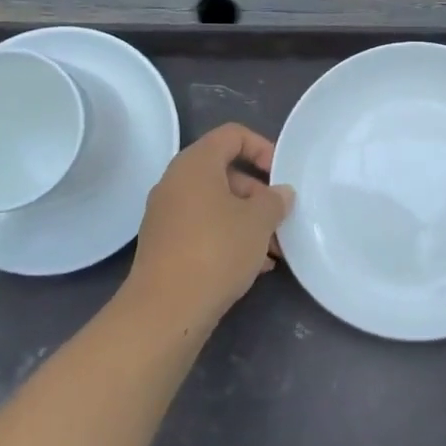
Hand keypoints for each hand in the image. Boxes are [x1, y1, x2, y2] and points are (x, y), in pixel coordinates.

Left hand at [128, 124, 293, 331]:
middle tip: (281, 218)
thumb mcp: (259, 221)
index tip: (281, 175)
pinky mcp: (165, 245)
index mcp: (195, 164)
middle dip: (258, 193)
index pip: (232, 135)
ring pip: (216, 205)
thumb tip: (280, 193)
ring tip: (274, 250)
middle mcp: (175, 183)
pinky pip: (204, 228)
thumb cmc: (216, 250)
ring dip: (247, 220)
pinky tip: (254, 266)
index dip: (262, 148)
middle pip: (225, 171)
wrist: (165, 310)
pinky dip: (229, 237)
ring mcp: (166, 215)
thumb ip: (275, 200)